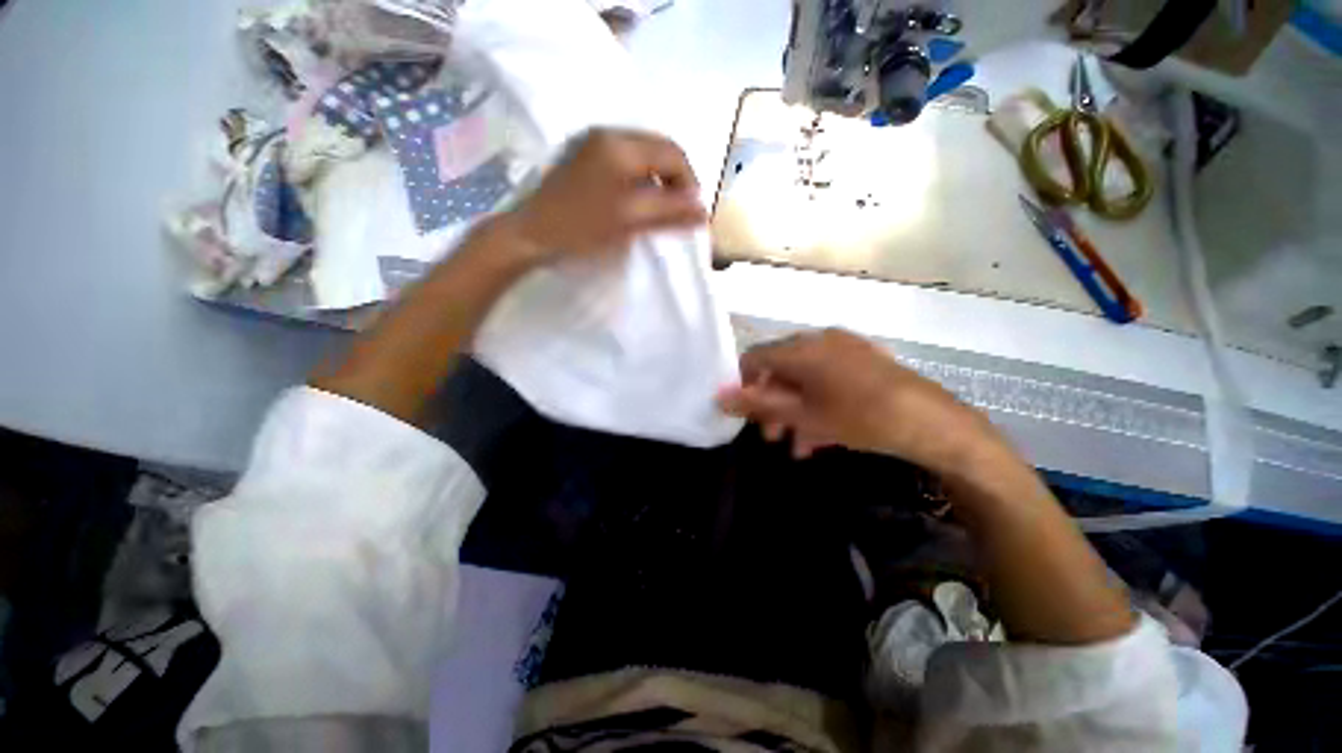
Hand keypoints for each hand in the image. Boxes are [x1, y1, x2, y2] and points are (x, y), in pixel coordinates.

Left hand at [500, 128, 706, 264]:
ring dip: (658, 178)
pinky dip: (640, 178)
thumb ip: (669, 211)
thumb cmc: (581, 228)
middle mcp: (608, 133)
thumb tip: (703, 210)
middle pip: (658, 148)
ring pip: (642, 154)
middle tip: (679, 210)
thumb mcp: (630, 220)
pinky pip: (625, 159)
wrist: (531, 234)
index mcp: (621, 145)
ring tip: (661, 208)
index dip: (689, 182)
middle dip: (675, 179)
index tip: (692, 212)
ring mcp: (593, 142)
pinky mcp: (584, 155)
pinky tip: (637, 200)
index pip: (672, 153)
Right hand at [718, 329, 1006, 471]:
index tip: (743, 413)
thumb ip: (758, 404)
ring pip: (804, 378)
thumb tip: (717, 396)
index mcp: (802, 348)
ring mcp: (845, 350)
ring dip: (794, 410)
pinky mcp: (864, 362)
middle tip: (770, 436)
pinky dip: (817, 404)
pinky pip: (828, 380)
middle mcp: (820, 341)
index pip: (755, 358)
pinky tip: (819, 436)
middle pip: (780, 370)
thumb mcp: (804, 415)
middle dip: (770, 404)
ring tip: (794, 444)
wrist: (935, 425)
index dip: (743, 384)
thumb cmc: (861, 418)